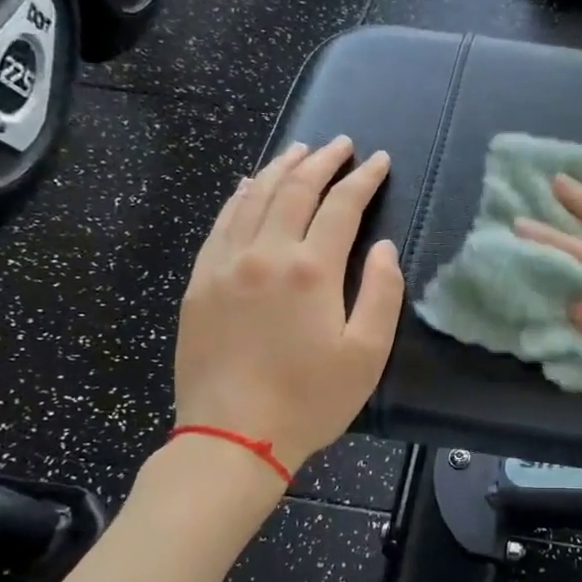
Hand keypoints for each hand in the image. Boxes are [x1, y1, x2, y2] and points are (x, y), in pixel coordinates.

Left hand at [173, 137, 402, 473]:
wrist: (232, 437)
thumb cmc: (310, 400)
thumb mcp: (367, 354)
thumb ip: (381, 293)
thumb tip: (381, 247)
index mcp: (311, 270)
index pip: (342, 206)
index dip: (363, 179)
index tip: (379, 161)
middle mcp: (266, 254)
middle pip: (295, 190)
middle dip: (322, 161)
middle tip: (342, 144)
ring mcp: (225, 265)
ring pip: (253, 198)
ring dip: (280, 168)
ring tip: (300, 151)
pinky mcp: (200, 282)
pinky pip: (221, 223)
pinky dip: (240, 196)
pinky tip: (248, 185)